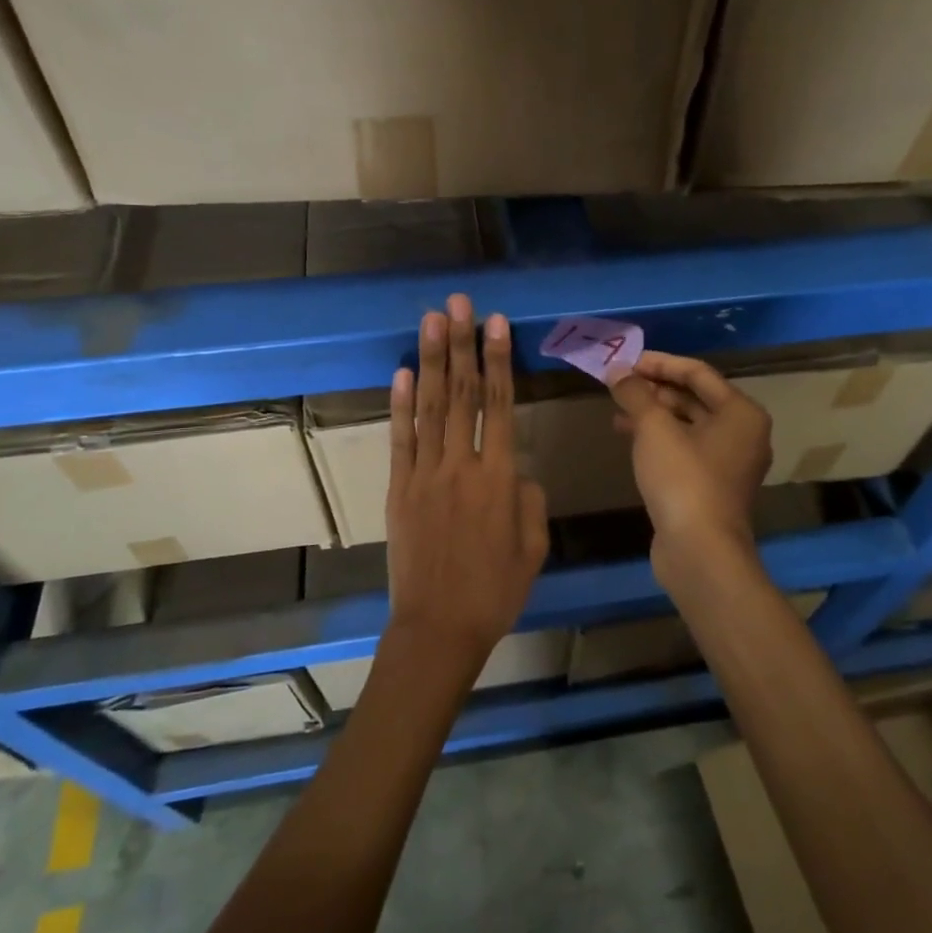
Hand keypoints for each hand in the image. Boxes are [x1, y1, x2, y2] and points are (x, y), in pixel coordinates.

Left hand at [385, 294, 548, 678]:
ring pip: (430, 407)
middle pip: (462, 394)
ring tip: (431, 320)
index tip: (496, 323)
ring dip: (431, 361)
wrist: (438, 629)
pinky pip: (400, 439)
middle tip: (459, 303)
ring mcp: (424, 475)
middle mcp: (460, 466)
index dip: (498, 360)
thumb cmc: (495, 591)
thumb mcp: (533, 547)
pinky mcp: (398, 489)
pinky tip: (402, 372)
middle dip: (461, 344)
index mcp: (499, 478)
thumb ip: (529, 498)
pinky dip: (399, 404)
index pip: (501, 405)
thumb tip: (515, 471)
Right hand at [611, 352, 771, 558]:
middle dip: (655, 389)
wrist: (699, 551)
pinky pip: (685, 449)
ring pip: (688, 425)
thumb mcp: (653, 428)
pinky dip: (659, 439)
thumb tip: (617, 370)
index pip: (697, 373)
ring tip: (617, 410)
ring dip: (653, 414)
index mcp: (741, 412)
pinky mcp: (712, 486)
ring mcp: (729, 463)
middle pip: (694, 398)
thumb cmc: (683, 479)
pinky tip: (629, 438)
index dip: (660, 363)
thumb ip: (634, 393)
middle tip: (619, 385)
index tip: (626, 362)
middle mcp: (742, 434)